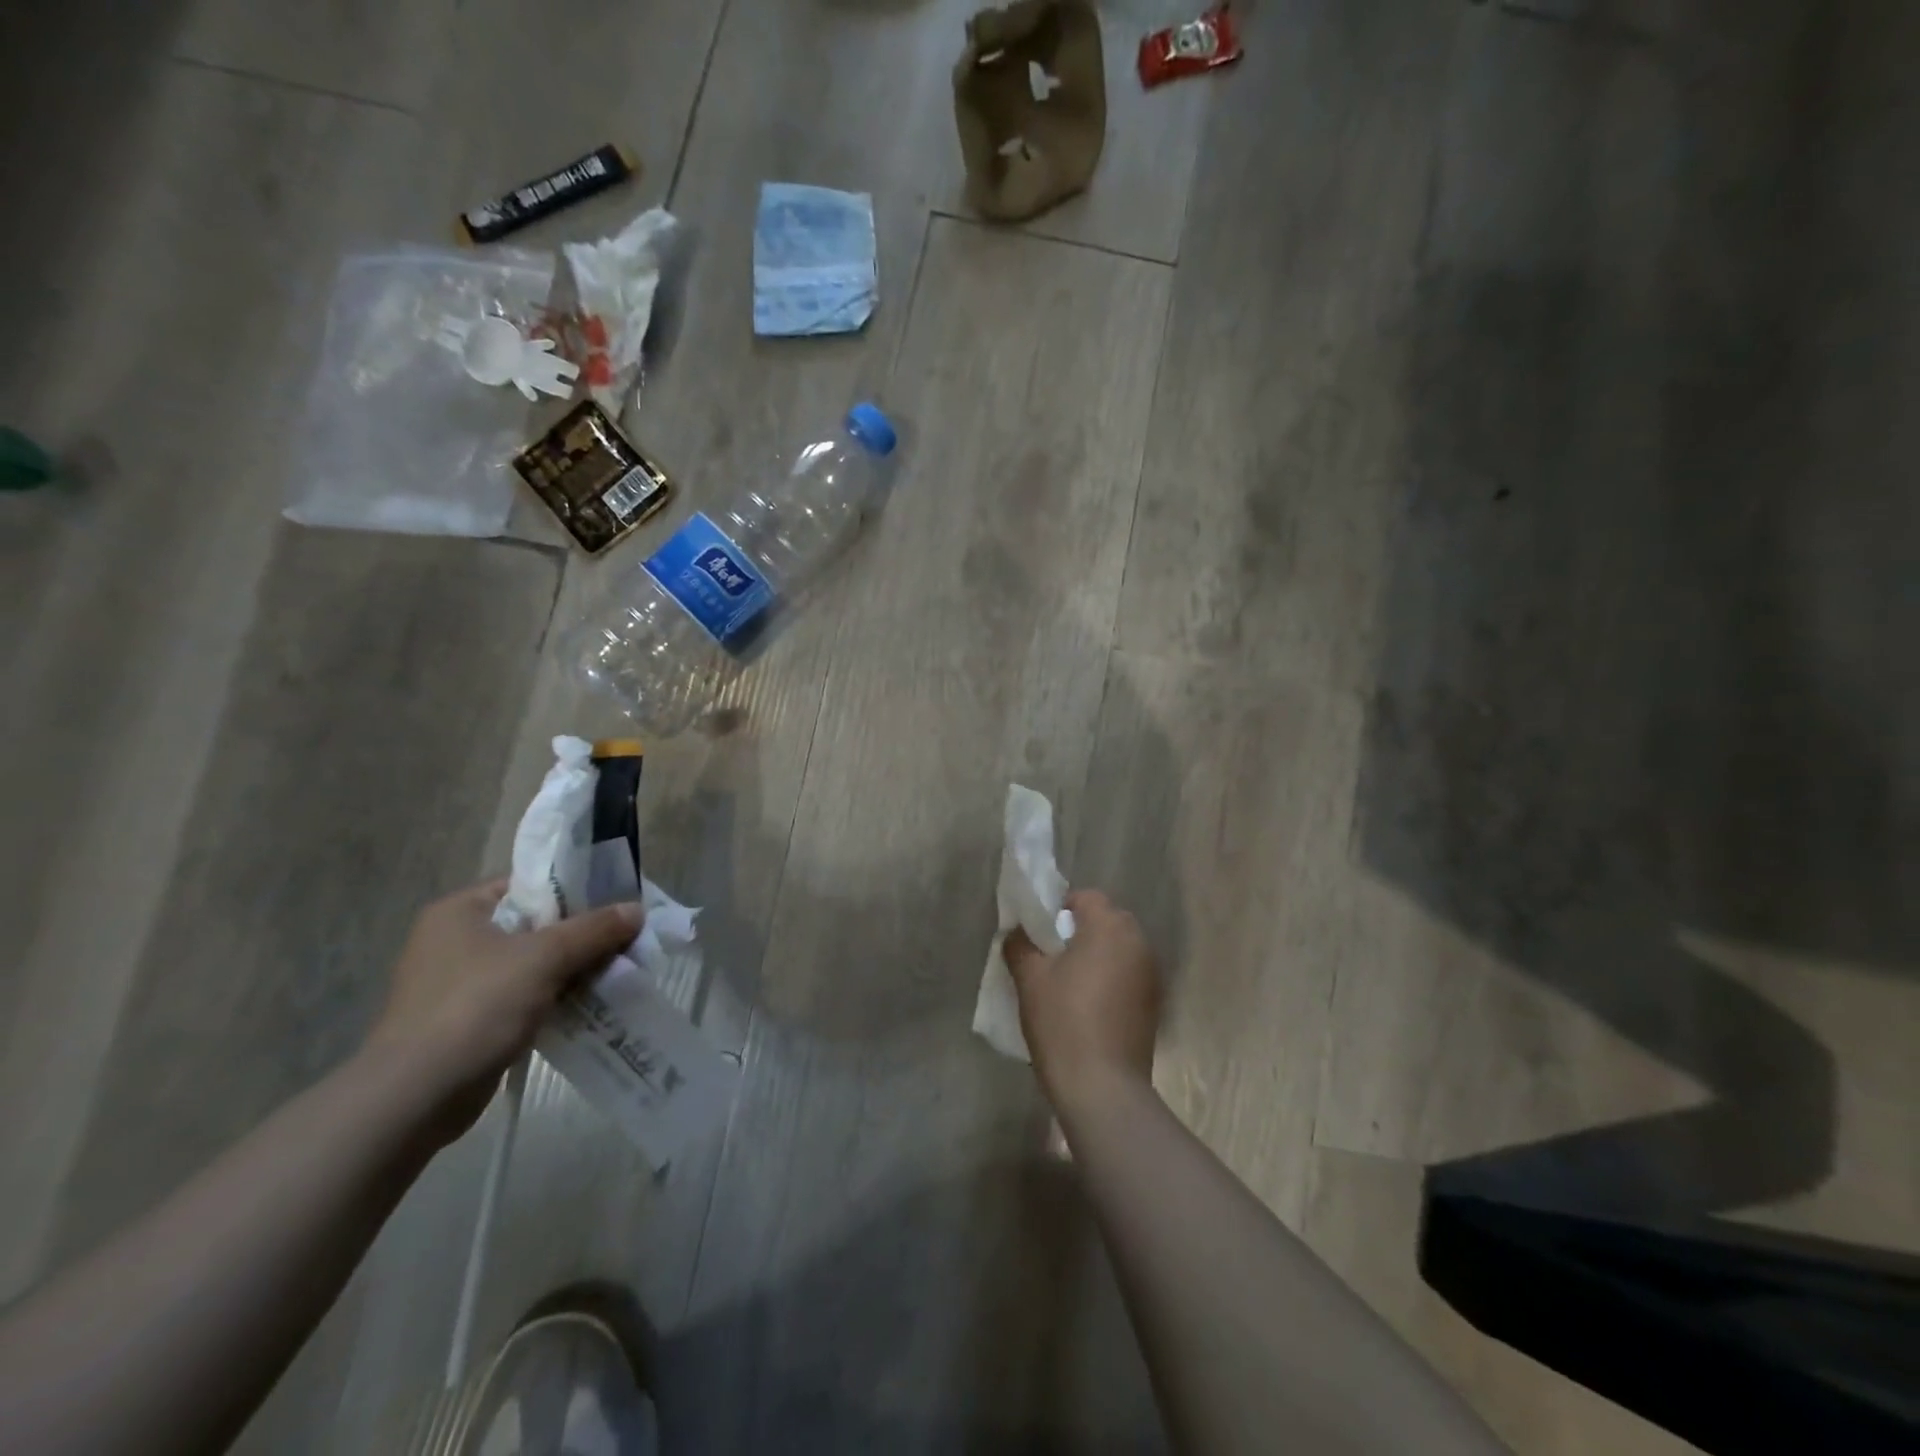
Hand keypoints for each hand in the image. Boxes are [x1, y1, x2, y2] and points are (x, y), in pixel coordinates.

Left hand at [363, 880, 642, 1138]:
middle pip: (535, 925)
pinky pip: (523, 997)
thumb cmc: (475, 1006)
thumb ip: (594, 929)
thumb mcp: (545, 957)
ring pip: (533, 964)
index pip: (529, 885)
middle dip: (581, 935)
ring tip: (617, 971)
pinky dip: (555, 999)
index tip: (616, 902)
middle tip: (625, 939)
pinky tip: (590, 1004)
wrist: (415, 1097)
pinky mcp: (468, 1021)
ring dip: (572, 969)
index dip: (576, 890)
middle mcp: (455, 940)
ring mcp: (458, 984)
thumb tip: (637, 909)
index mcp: (461, 911)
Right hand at [1004, 890, 1159, 1112]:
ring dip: (1096, 956)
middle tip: (1051, 958)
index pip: (1086, 897)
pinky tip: (1089, 1008)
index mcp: (1110, 927)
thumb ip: (1021, 945)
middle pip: (1106, 920)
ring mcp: (1151, 974)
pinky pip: (1128, 974)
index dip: (1059, 909)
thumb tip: (1019, 933)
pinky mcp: (1154, 1003)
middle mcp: (1138, 942)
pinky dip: (1110, 979)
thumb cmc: (1063, 1022)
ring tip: (1068, 985)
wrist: (1103, 1087)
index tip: (1040, 936)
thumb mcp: (1030, 979)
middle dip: (1080, 932)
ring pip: (1118, 949)